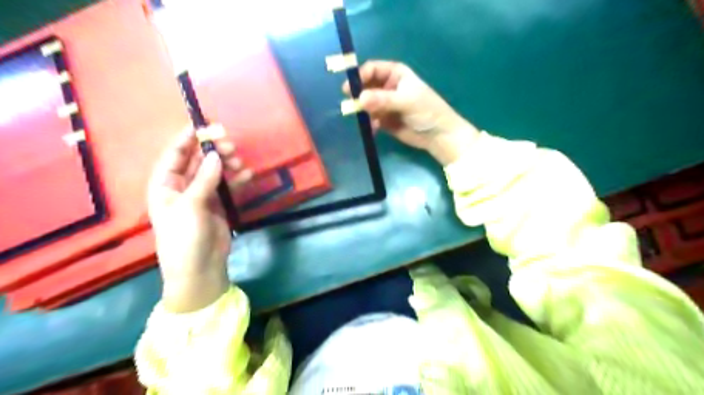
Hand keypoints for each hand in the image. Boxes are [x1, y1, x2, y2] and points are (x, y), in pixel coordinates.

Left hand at [147, 125, 253, 312]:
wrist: (199, 268)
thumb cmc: (184, 237)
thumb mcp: (191, 206)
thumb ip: (205, 180)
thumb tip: (216, 156)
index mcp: (165, 185)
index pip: (175, 155)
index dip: (187, 139)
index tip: (203, 125)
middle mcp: (182, 187)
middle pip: (198, 161)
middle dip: (212, 150)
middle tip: (230, 143)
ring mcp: (202, 196)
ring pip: (215, 172)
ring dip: (227, 164)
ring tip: (239, 161)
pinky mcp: (218, 205)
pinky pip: (227, 186)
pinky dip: (237, 179)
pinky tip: (247, 175)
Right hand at [344, 59, 480, 164]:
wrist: (438, 135)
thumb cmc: (427, 111)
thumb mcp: (406, 101)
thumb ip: (383, 99)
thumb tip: (359, 99)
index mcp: (396, 74)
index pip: (372, 69)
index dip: (360, 75)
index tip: (349, 87)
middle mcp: (388, 86)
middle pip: (366, 86)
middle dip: (358, 94)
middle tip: (350, 104)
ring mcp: (384, 104)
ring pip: (366, 103)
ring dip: (362, 111)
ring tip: (364, 119)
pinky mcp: (383, 120)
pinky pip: (370, 119)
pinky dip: (369, 123)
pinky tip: (374, 129)